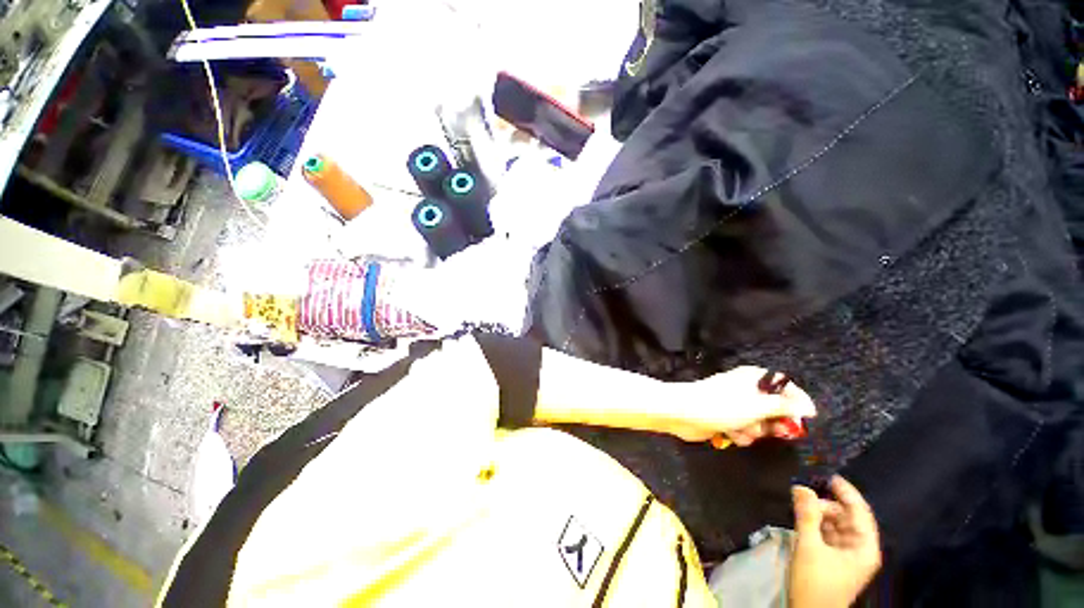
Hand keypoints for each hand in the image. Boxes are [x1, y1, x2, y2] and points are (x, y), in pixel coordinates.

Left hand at [664, 367, 815, 444]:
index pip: (785, 385)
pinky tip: (732, 434)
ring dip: (754, 431)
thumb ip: (785, 407)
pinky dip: (740, 434)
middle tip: (774, 430)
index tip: (806, 419)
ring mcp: (735, 405)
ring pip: (760, 423)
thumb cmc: (722, 405)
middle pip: (774, 408)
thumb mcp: (758, 406)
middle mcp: (746, 389)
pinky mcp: (725, 419)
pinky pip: (744, 430)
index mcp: (754, 378)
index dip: (797, 401)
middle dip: (773, 422)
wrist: (684, 413)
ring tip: (743, 429)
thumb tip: (809, 407)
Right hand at [789, 476, 881, 607]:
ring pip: (835, 523)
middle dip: (826, 503)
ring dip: (818, 512)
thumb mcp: (809, 547)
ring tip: (798, 502)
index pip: (859, 511)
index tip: (827, 473)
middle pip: (846, 516)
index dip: (846, 491)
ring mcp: (846, 554)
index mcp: (864, 547)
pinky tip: (801, 516)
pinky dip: (815, 523)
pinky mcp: (833, 558)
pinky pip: (827, 532)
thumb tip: (801, 486)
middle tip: (801, 491)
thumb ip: (806, 516)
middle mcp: (859, 548)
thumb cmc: (816, 582)